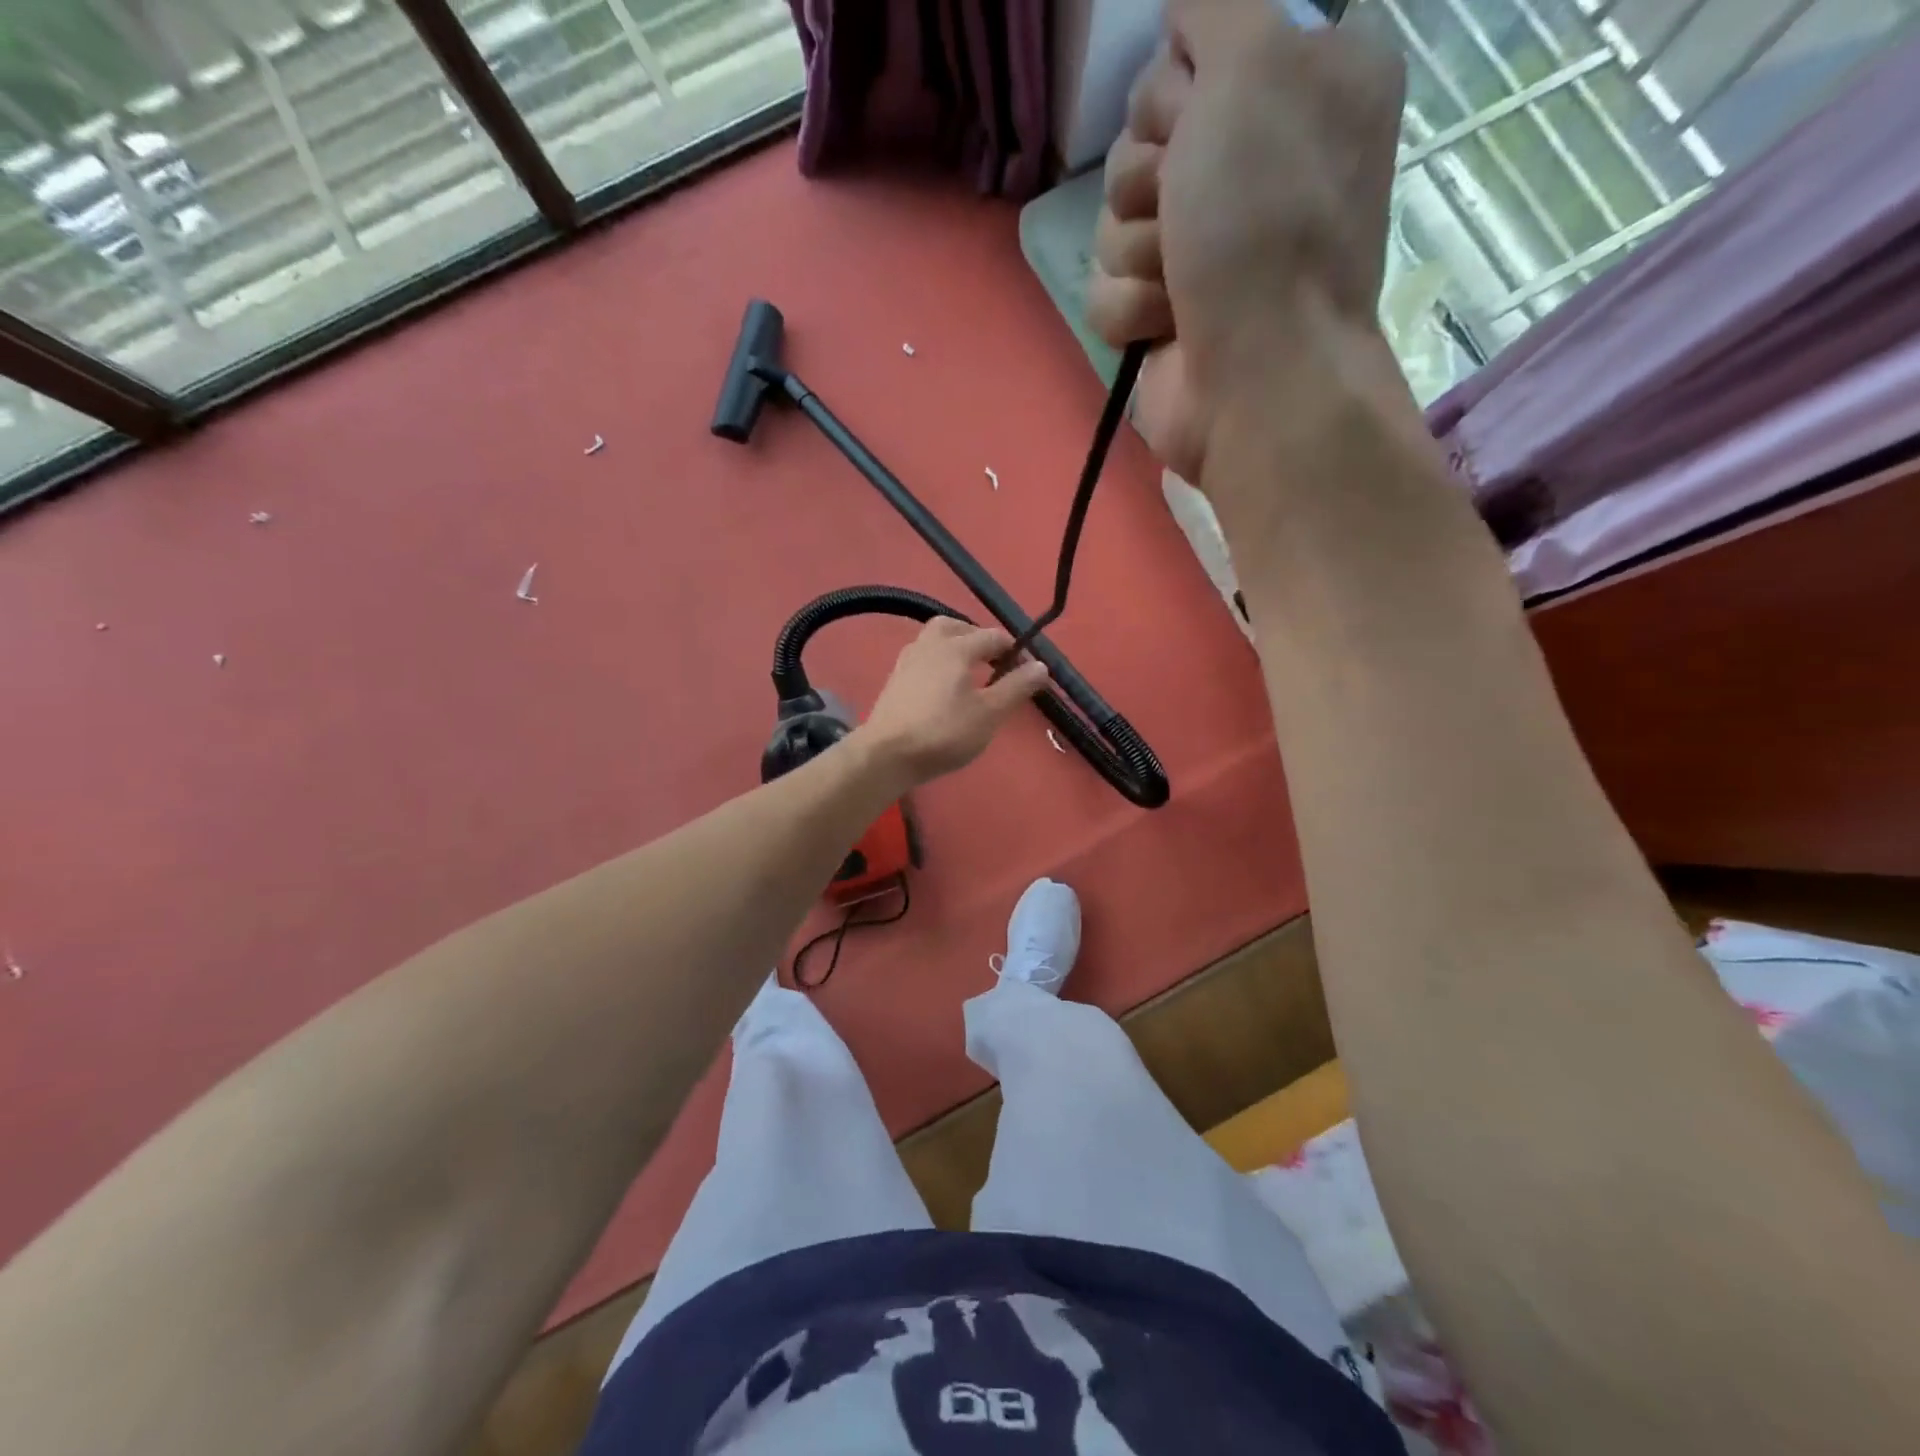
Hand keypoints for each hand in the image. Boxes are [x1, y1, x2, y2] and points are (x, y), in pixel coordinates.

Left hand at [858, 619, 1050, 787]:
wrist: (887, 754)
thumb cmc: (944, 732)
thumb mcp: (989, 713)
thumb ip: (1016, 687)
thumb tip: (1040, 665)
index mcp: (955, 647)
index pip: (993, 636)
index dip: (1014, 650)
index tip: (1027, 670)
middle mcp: (928, 645)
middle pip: (955, 627)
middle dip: (977, 638)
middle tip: (992, 661)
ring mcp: (906, 661)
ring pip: (934, 641)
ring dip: (955, 648)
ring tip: (969, 674)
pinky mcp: (894, 680)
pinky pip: (922, 659)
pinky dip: (938, 664)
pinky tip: (943, 688)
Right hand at [1086, 0, 1405, 485]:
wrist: (1258, 377)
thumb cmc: (1267, 222)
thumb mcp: (1255, 62)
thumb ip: (1215, 1)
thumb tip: (1180, 12)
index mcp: (1300, 82)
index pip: (1195, 42)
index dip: (1180, 79)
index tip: (1199, 111)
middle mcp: (1250, 161)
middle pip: (1142, 133)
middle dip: (1149, 173)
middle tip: (1185, 207)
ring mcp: (1204, 246)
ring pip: (1115, 216)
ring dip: (1137, 248)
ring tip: (1181, 280)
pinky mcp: (1164, 310)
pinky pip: (1106, 286)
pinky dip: (1130, 307)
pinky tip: (1167, 324)